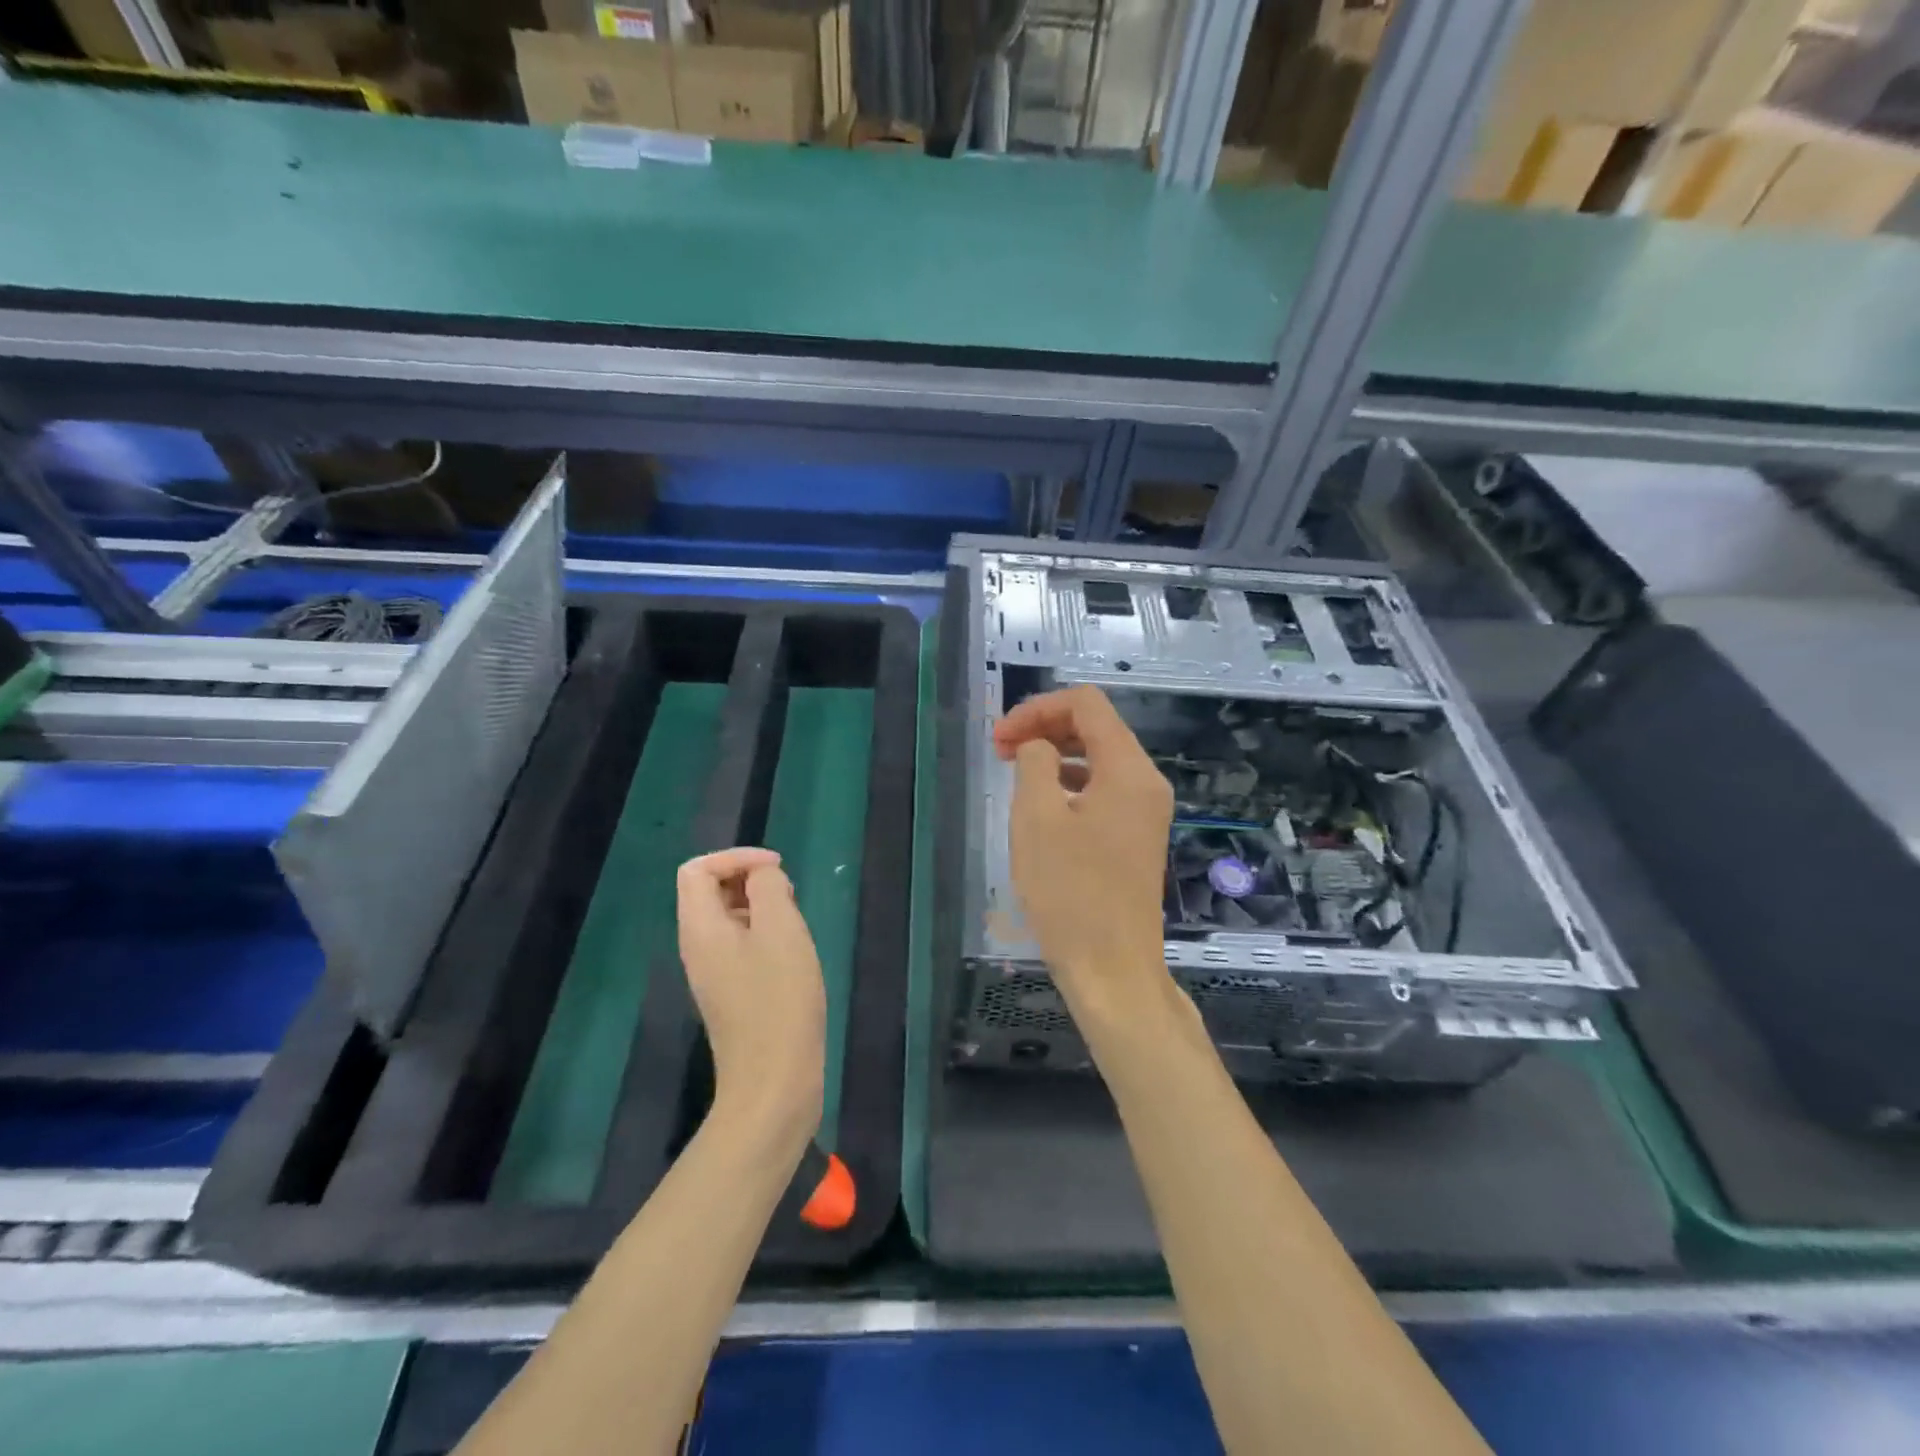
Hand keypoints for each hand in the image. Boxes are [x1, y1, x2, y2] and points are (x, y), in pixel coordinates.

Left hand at [676, 848, 824, 1142]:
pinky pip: (740, 946)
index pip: (697, 869)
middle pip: (709, 891)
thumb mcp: (780, 929)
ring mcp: (713, 974)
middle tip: (789, 895)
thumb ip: (768, 888)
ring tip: (795, 923)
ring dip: (761, 907)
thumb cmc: (779, 999)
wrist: (774, 1083)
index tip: (777, 869)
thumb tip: (762, 876)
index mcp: (699, 928)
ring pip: (729, 919)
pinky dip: (765, 935)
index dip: (736, 857)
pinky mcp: (732, 994)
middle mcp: (697, 947)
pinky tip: (793, 954)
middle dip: (750, 880)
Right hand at [994, 685, 1174, 1024]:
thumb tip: (1039, 748)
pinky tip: (1042, 804)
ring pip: (1098, 758)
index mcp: (1128, 769)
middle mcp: (1146, 782)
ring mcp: (1146, 811)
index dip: (1037, 708)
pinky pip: (1103, 789)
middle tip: (1000, 750)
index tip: (1000, 737)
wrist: (1112, 968)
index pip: (1086, 704)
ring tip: (1015, 773)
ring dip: (1055, 754)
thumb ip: (1035, 762)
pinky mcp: (1136, 836)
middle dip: (1045, 728)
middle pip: (1096, 728)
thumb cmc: (1070, 892)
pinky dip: (1070, 782)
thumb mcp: (1037, 818)